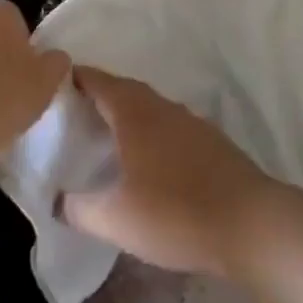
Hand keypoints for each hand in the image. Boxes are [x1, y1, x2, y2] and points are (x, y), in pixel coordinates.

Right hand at [59, 67, 278, 277]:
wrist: (251, 224)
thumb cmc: (175, 213)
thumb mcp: (115, 219)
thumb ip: (79, 208)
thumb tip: (57, 200)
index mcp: (135, 114)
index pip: (98, 82)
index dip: (75, 78)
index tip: (52, 82)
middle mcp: (163, 108)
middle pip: (125, 90)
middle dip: (99, 95)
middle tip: (74, 111)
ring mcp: (191, 123)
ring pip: (150, 107)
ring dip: (127, 114)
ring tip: (106, 135)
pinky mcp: (212, 143)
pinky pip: (170, 126)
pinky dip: (151, 132)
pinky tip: (148, 159)